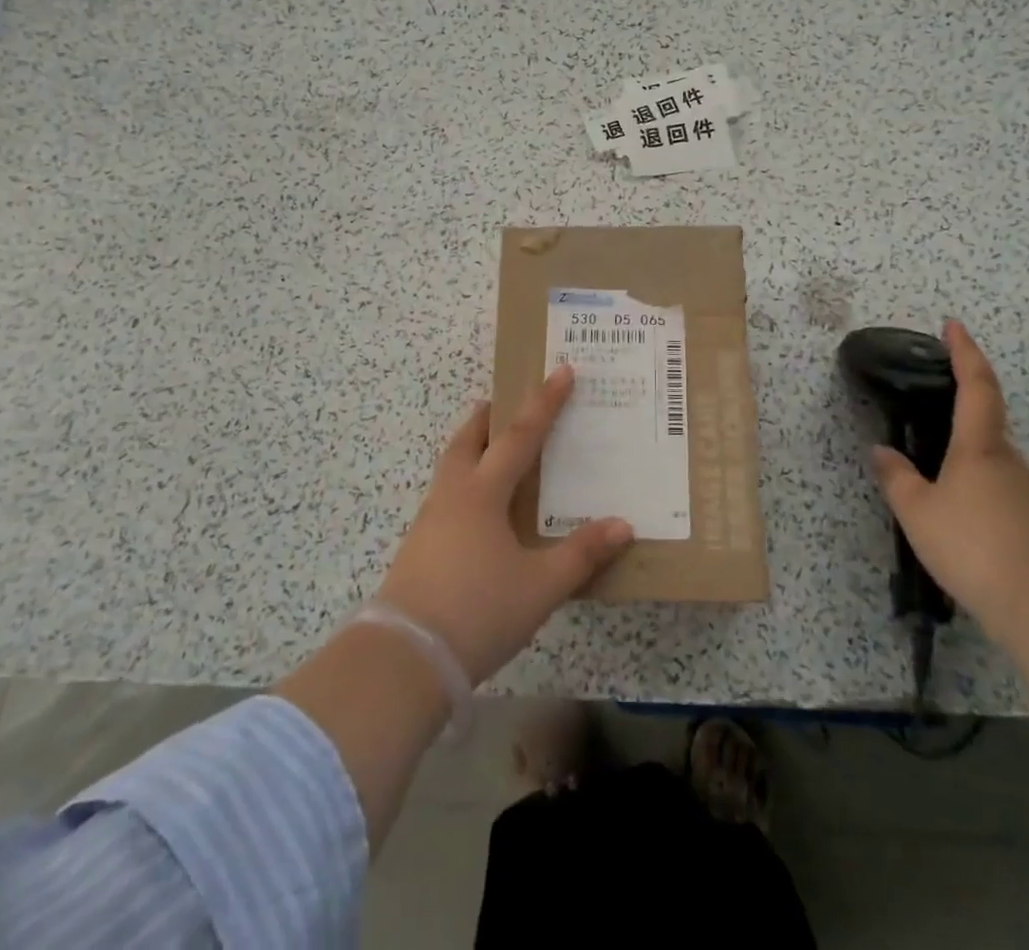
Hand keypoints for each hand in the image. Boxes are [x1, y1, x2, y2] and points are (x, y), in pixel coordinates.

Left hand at [375, 366, 633, 684]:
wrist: (404, 658)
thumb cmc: (478, 611)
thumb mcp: (540, 586)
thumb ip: (581, 554)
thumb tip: (623, 525)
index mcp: (483, 493)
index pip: (520, 436)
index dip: (544, 402)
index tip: (561, 370)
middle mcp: (453, 495)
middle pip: (468, 440)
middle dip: (488, 417)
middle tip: (503, 401)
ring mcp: (429, 520)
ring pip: (451, 467)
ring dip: (471, 447)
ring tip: (490, 449)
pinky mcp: (418, 547)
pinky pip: (445, 495)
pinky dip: (463, 482)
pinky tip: (476, 509)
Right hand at [870, 320, 1028, 639]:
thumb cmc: (974, 546)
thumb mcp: (918, 512)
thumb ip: (896, 478)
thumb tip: (881, 451)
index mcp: (979, 446)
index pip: (975, 385)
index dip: (964, 352)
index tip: (953, 325)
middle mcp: (1007, 460)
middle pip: (986, 417)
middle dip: (960, 399)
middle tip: (927, 394)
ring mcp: (1024, 490)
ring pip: (989, 454)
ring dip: (962, 446)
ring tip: (928, 459)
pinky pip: (995, 483)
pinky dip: (971, 478)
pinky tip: (953, 504)